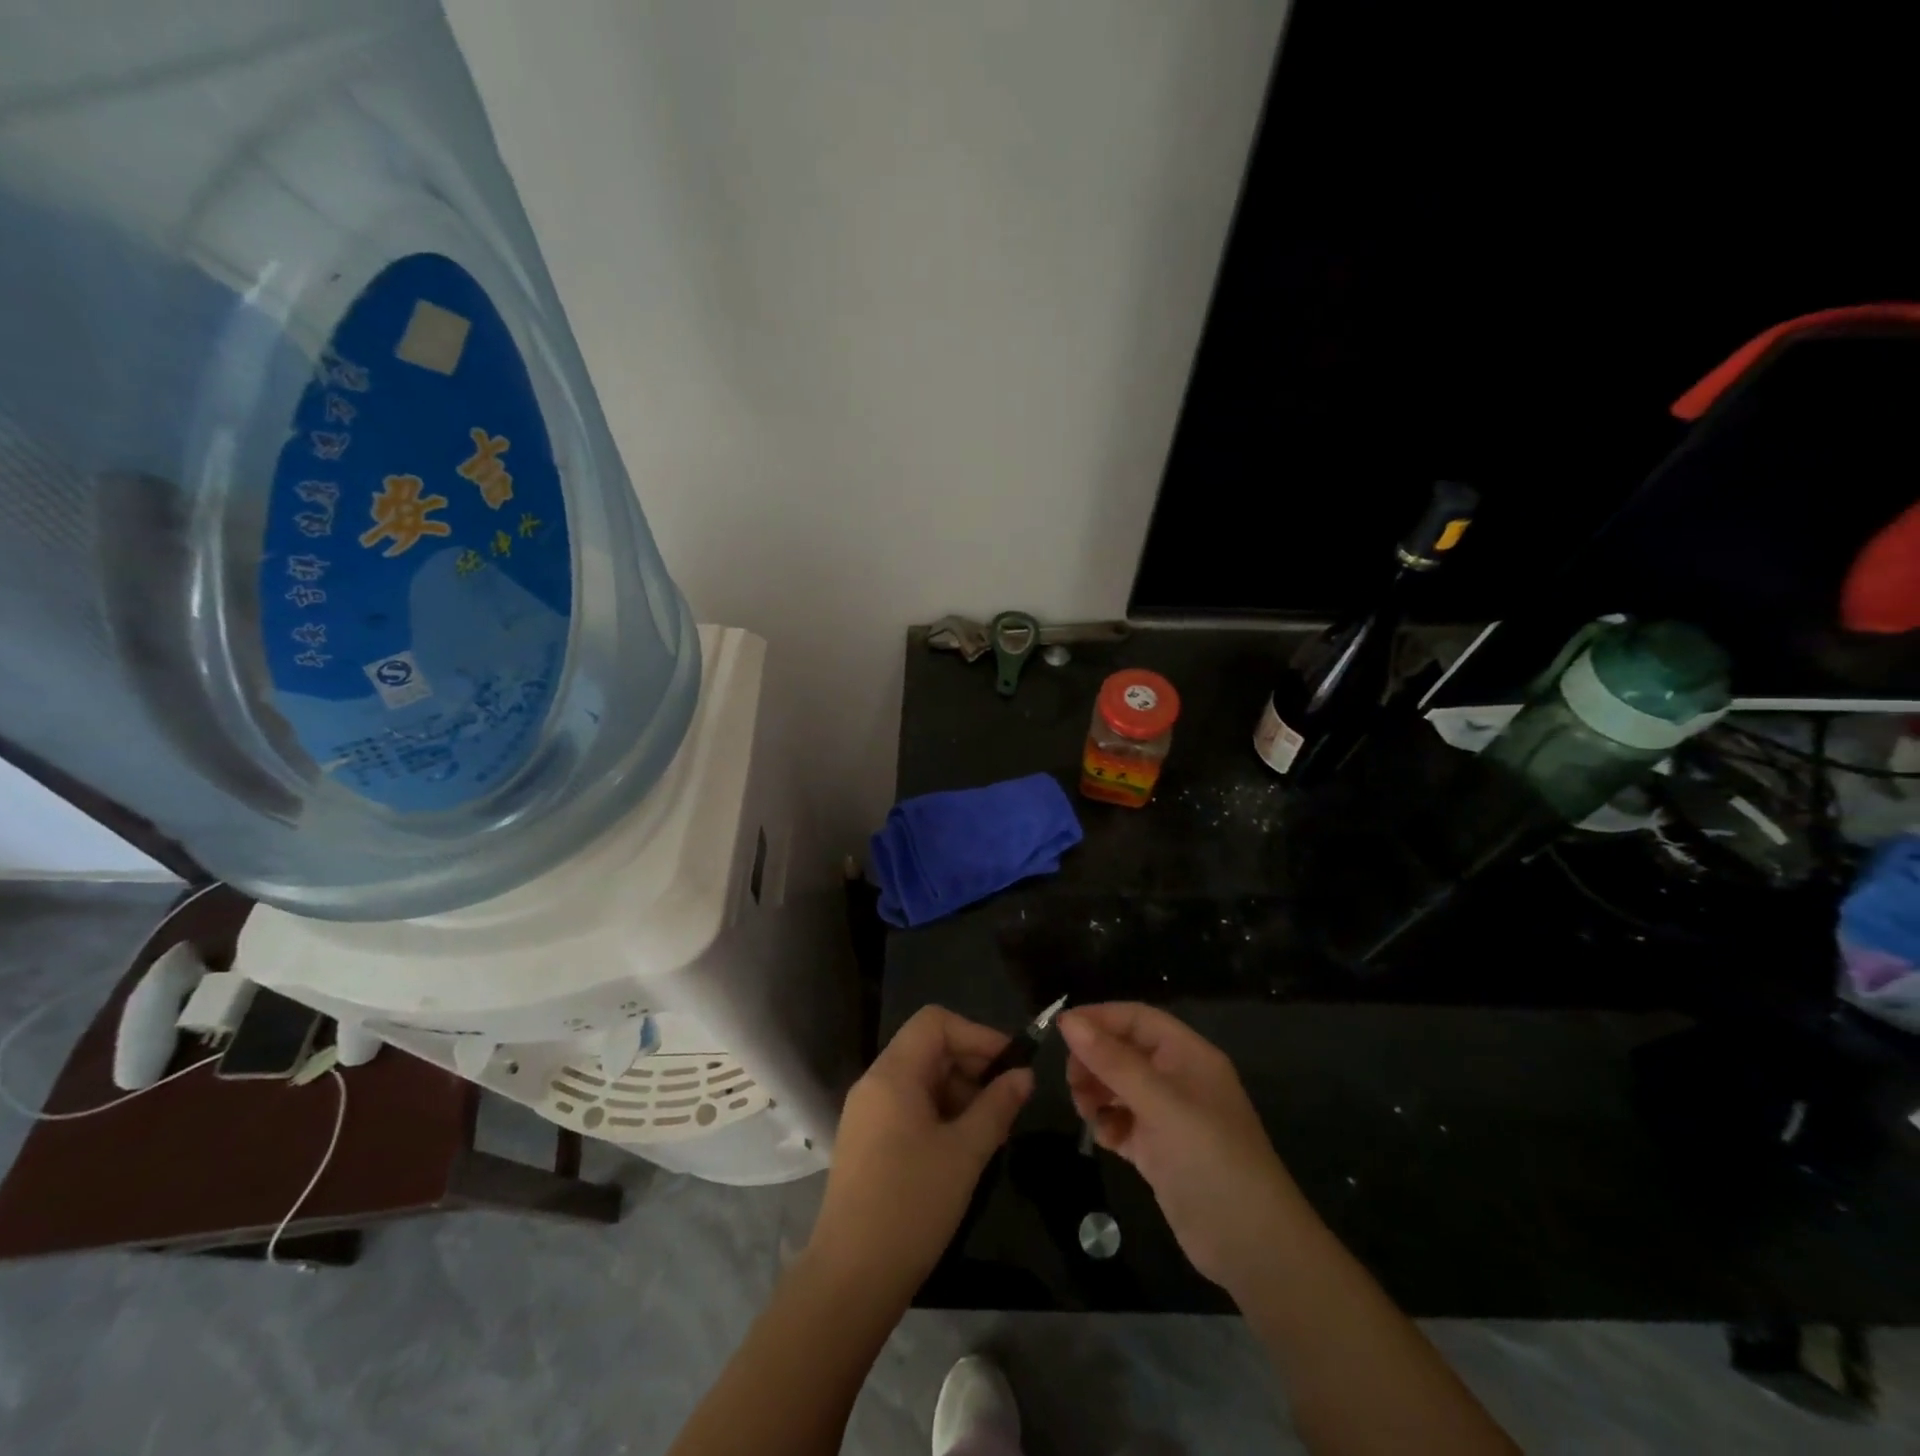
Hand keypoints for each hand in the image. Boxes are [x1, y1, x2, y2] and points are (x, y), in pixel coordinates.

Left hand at [809, 1006, 1031, 1298]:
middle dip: (972, 1066)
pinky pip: (908, 1107)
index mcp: (893, 1074)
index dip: (977, 1034)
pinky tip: (962, 1148)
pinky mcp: (866, 1142)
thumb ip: (997, 1106)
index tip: (1010, 1066)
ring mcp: (867, 1113)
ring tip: (991, 1130)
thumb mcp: (965, 1153)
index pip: (936, 1022)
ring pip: (920, 1079)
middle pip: (928, 1048)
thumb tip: (1024, 1075)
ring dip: (959, 1093)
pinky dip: (939, 1114)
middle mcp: (874, 1083)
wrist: (850, 1279)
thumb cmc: (911, 1205)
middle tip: (1007, 1102)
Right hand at [1060, 1002, 1304, 1291]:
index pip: (1137, 1019)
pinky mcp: (1159, 1150)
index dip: (1100, 1018)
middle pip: (1124, 1051)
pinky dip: (1108, 1124)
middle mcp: (1178, 1079)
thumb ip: (1112, 1061)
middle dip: (1094, 1060)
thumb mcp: (1160, 1104)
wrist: (1253, 1249)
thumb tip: (1068, 1020)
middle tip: (1072, 1082)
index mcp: (1188, 1055)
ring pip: (1119, 1086)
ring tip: (1086, 1112)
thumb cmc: (1210, 1160)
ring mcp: (1169, 1116)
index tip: (1060, 1031)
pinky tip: (1105, 1139)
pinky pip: (1122, 1121)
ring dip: (1096, 1092)